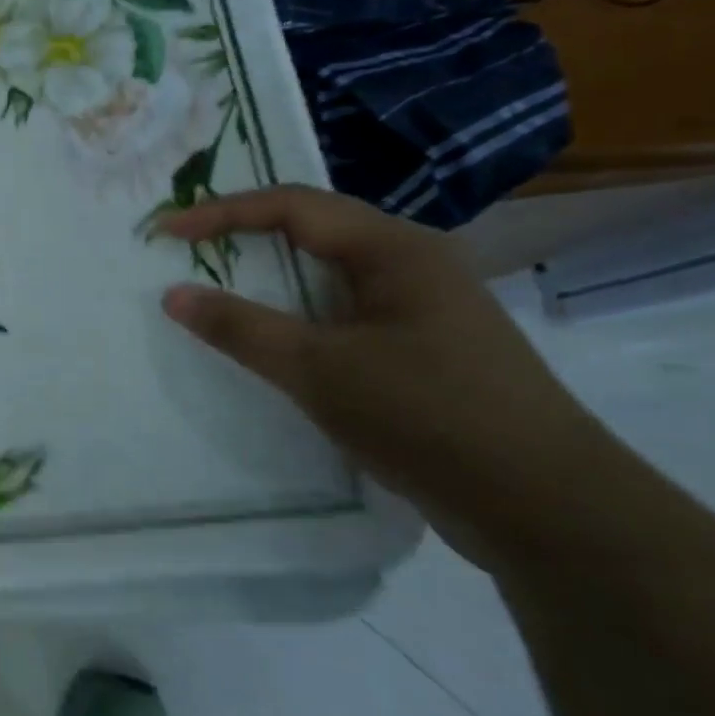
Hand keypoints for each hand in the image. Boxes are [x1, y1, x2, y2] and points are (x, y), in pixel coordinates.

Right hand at [160, 185, 618, 566]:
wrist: (549, 509)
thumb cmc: (428, 416)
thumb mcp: (320, 370)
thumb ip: (241, 328)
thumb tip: (173, 296)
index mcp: (394, 248)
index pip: (292, 206)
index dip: (222, 213)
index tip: (165, 232)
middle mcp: (412, 264)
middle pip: (313, 231)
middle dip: (245, 236)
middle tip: (188, 250)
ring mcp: (423, 308)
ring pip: (329, 276)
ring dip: (272, 278)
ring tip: (219, 288)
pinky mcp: (425, 350)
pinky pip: (344, 314)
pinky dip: (299, 316)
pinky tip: (277, 342)